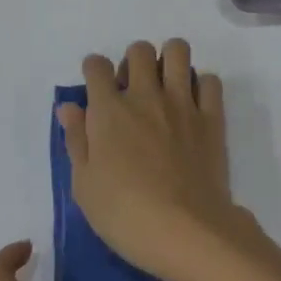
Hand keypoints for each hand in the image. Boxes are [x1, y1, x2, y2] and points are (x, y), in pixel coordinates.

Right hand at [58, 39, 261, 280]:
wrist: (186, 230)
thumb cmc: (125, 215)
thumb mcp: (85, 185)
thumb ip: (77, 140)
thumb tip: (69, 106)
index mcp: (110, 111)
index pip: (96, 66)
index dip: (93, 70)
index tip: (95, 84)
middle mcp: (146, 96)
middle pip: (139, 50)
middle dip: (132, 60)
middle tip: (132, 88)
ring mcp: (182, 102)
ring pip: (178, 50)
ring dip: (169, 60)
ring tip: (165, 84)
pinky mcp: (211, 115)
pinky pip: (210, 80)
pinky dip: (201, 85)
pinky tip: (194, 104)